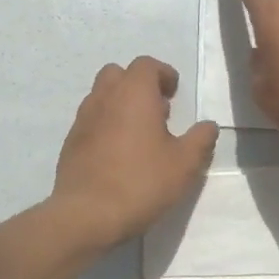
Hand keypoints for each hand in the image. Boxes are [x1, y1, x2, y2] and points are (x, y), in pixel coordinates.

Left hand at [52, 56, 218, 248]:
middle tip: (156, 110)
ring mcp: (83, 118)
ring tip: (138, 134)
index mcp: (133, 93)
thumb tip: (208, 125)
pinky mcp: (70, 141)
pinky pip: (91, 120)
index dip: (163, 74)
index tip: (174, 94)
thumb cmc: (141, 182)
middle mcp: (104, 97)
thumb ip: (200, 140)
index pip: (146, 65)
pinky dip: (105, 124)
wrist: (86, 214)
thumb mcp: (184, 164)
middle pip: (118, 74)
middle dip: (138, 84)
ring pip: (101, 96)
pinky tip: (118, 153)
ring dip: (120, 104)